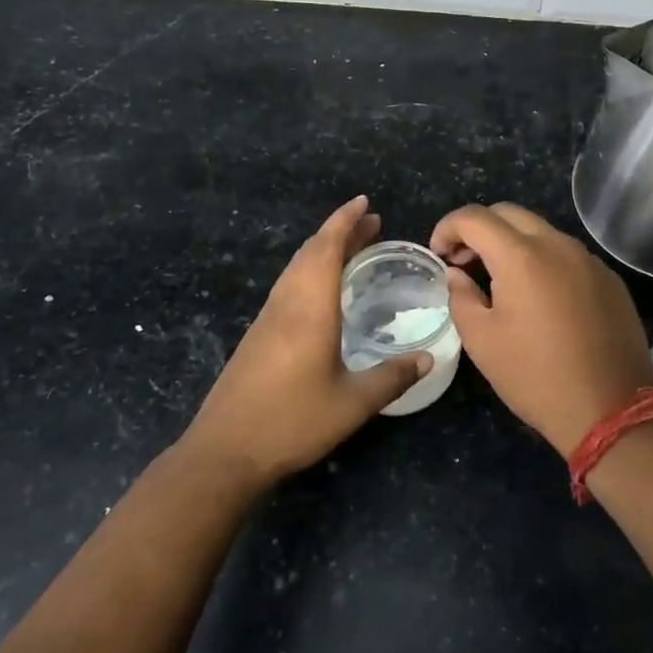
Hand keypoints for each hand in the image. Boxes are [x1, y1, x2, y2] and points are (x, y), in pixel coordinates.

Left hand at [182, 197, 430, 491]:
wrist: (225, 450)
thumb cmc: (291, 422)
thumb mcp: (351, 404)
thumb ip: (391, 377)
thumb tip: (427, 358)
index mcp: (309, 309)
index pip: (326, 249)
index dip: (345, 221)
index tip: (364, 203)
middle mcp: (286, 304)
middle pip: (311, 252)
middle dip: (340, 231)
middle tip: (371, 224)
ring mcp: (268, 318)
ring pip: (296, 267)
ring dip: (323, 249)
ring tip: (352, 248)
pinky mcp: (258, 334)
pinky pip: (288, 285)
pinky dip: (310, 270)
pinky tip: (322, 290)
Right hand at [431, 203, 652, 456]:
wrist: (612, 411)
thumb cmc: (535, 376)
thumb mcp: (482, 341)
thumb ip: (461, 297)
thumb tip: (456, 274)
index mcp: (521, 256)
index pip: (474, 217)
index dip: (447, 228)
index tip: (438, 254)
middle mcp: (557, 245)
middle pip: (508, 213)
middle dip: (478, 229)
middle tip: (464, 262)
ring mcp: (589, 260)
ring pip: (541, 231)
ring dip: (512, 243)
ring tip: (499, 279)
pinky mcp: (609, 279)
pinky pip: (567, 254)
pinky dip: (543, 260)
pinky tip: (539, 297)